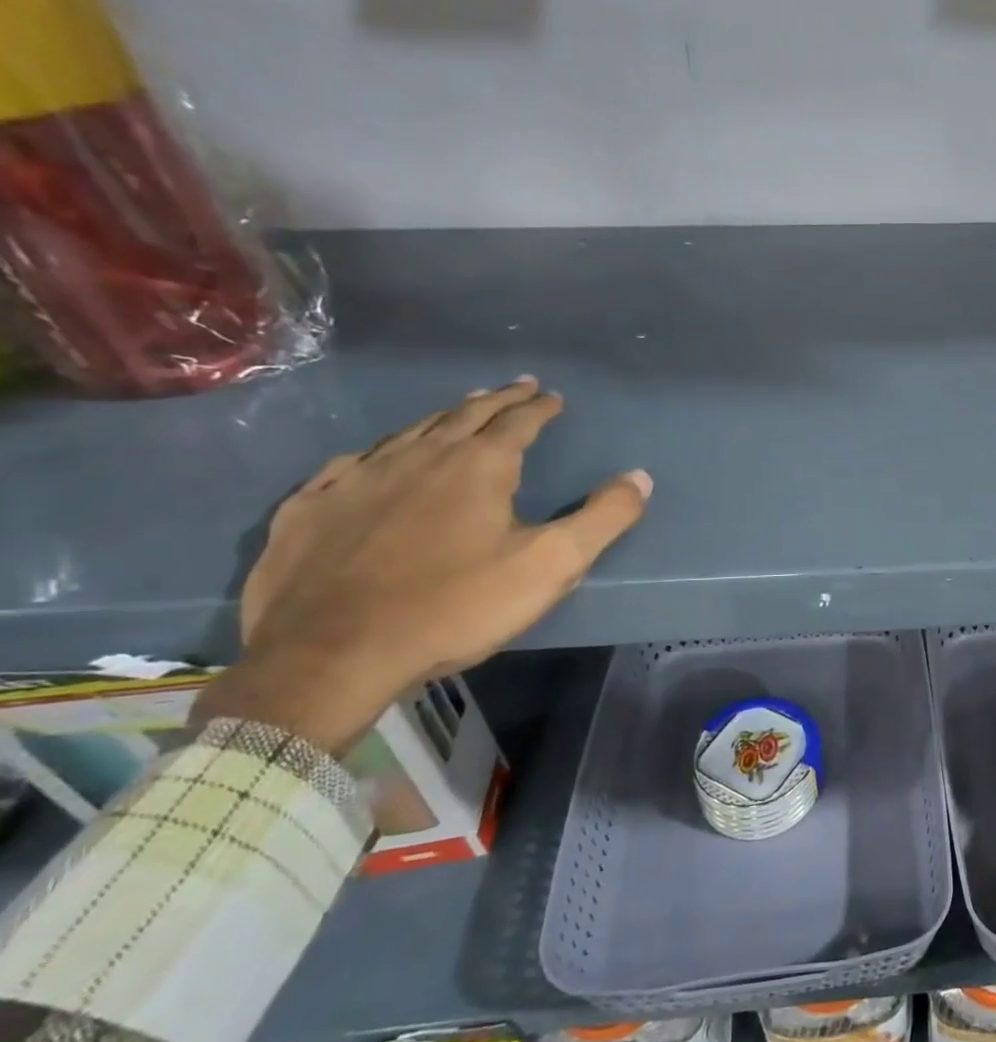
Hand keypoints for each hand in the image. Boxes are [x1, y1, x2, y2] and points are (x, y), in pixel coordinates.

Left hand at [199, 378, 651, 753]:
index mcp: (477, 466)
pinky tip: (374, 460)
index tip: (552, 396)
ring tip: (458, 412)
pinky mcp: (310, 509)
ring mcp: (356, 479)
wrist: (332, 655)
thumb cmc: (456, 606)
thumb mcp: (550, 565)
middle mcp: (417, 457)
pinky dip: (377, 454)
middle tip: (515, 387)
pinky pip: (349, 465)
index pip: (517, 421)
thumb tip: (640, 476)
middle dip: (495, 400)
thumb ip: (603, 518)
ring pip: (407, 434)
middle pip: (463, 416)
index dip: (538, 407)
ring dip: (440, 419)